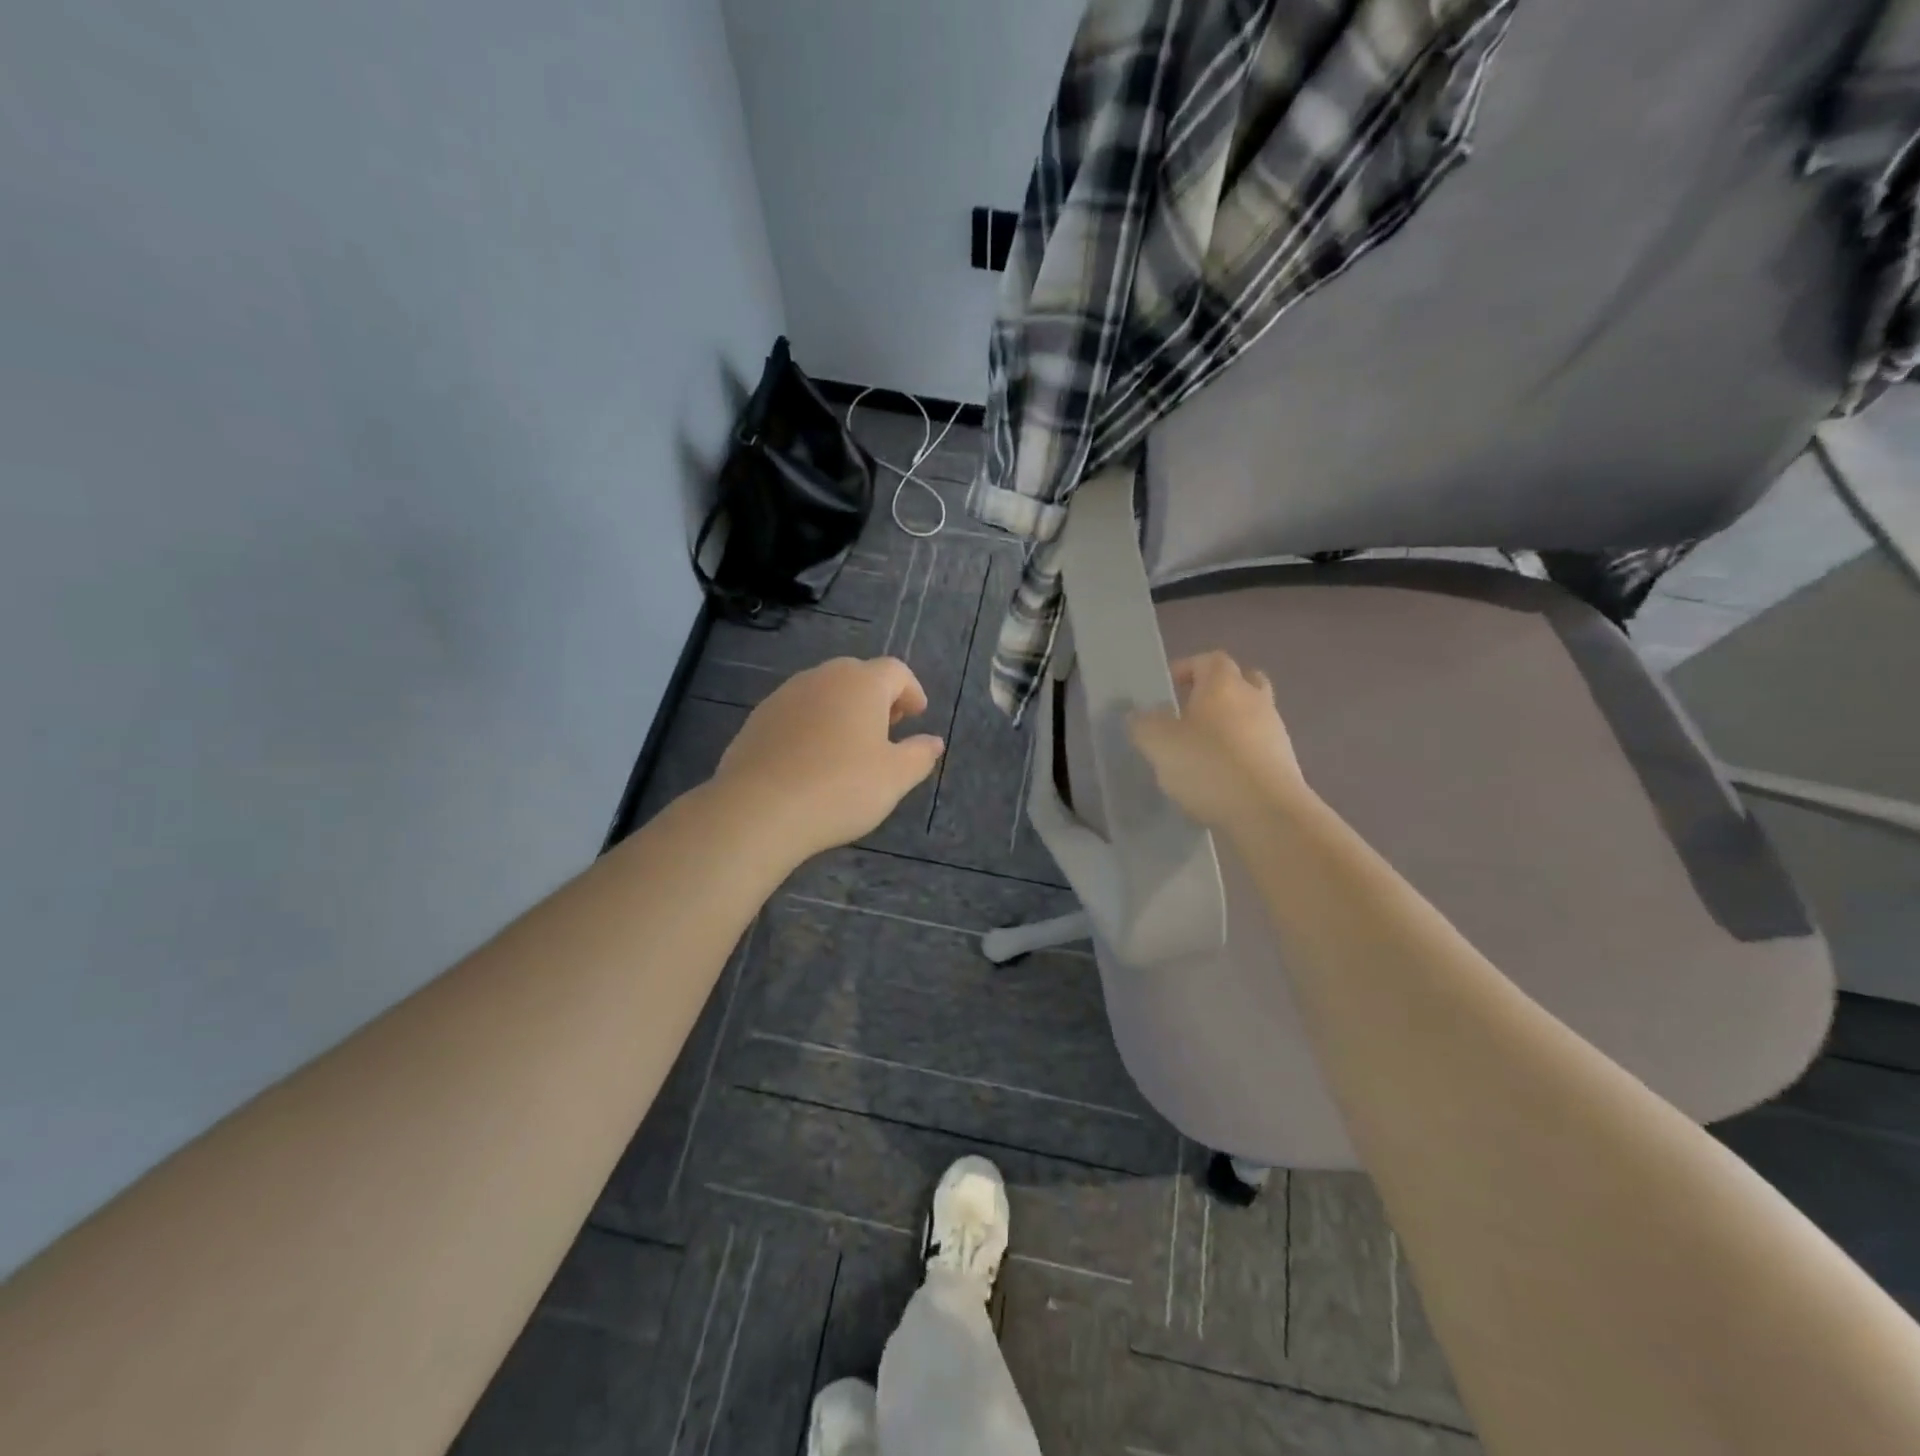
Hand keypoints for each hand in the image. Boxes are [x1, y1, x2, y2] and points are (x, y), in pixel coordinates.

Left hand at [711, 657, 944, 861]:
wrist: (759, 809)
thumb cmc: (840, 788)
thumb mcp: (894, 777)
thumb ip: (920, 755)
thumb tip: (933, 742)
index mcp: (861, 683)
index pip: (896, 671)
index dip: (912, 691)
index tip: (917, 715)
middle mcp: (822, 678)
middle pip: (858, 676)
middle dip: (877, 698)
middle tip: (888, 729)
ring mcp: (785, 695)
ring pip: (824, 692)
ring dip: (843, 710)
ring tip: (850, 746)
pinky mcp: (758, 719)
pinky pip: (797, 713)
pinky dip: (813, 725)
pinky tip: (813, 759)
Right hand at [1128, 651, 1308, 833]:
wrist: (1267, 812)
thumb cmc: (1208, 765)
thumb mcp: (1158, 744)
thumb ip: (1143, 724)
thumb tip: (1140, 715)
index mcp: (1224, 684)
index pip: (1209, 659)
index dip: (1187, 668)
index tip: (1167, 689)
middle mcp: (1255, 699)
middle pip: (1240, 681)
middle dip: (1215, 693)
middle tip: (1190, 713)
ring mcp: (1275, 731)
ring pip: (1251, 715)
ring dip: (1230, 725)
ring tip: (1201, 751)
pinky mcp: (1284, 762)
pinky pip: (1258, 746)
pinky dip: (1240, 753)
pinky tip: (1220, 777)